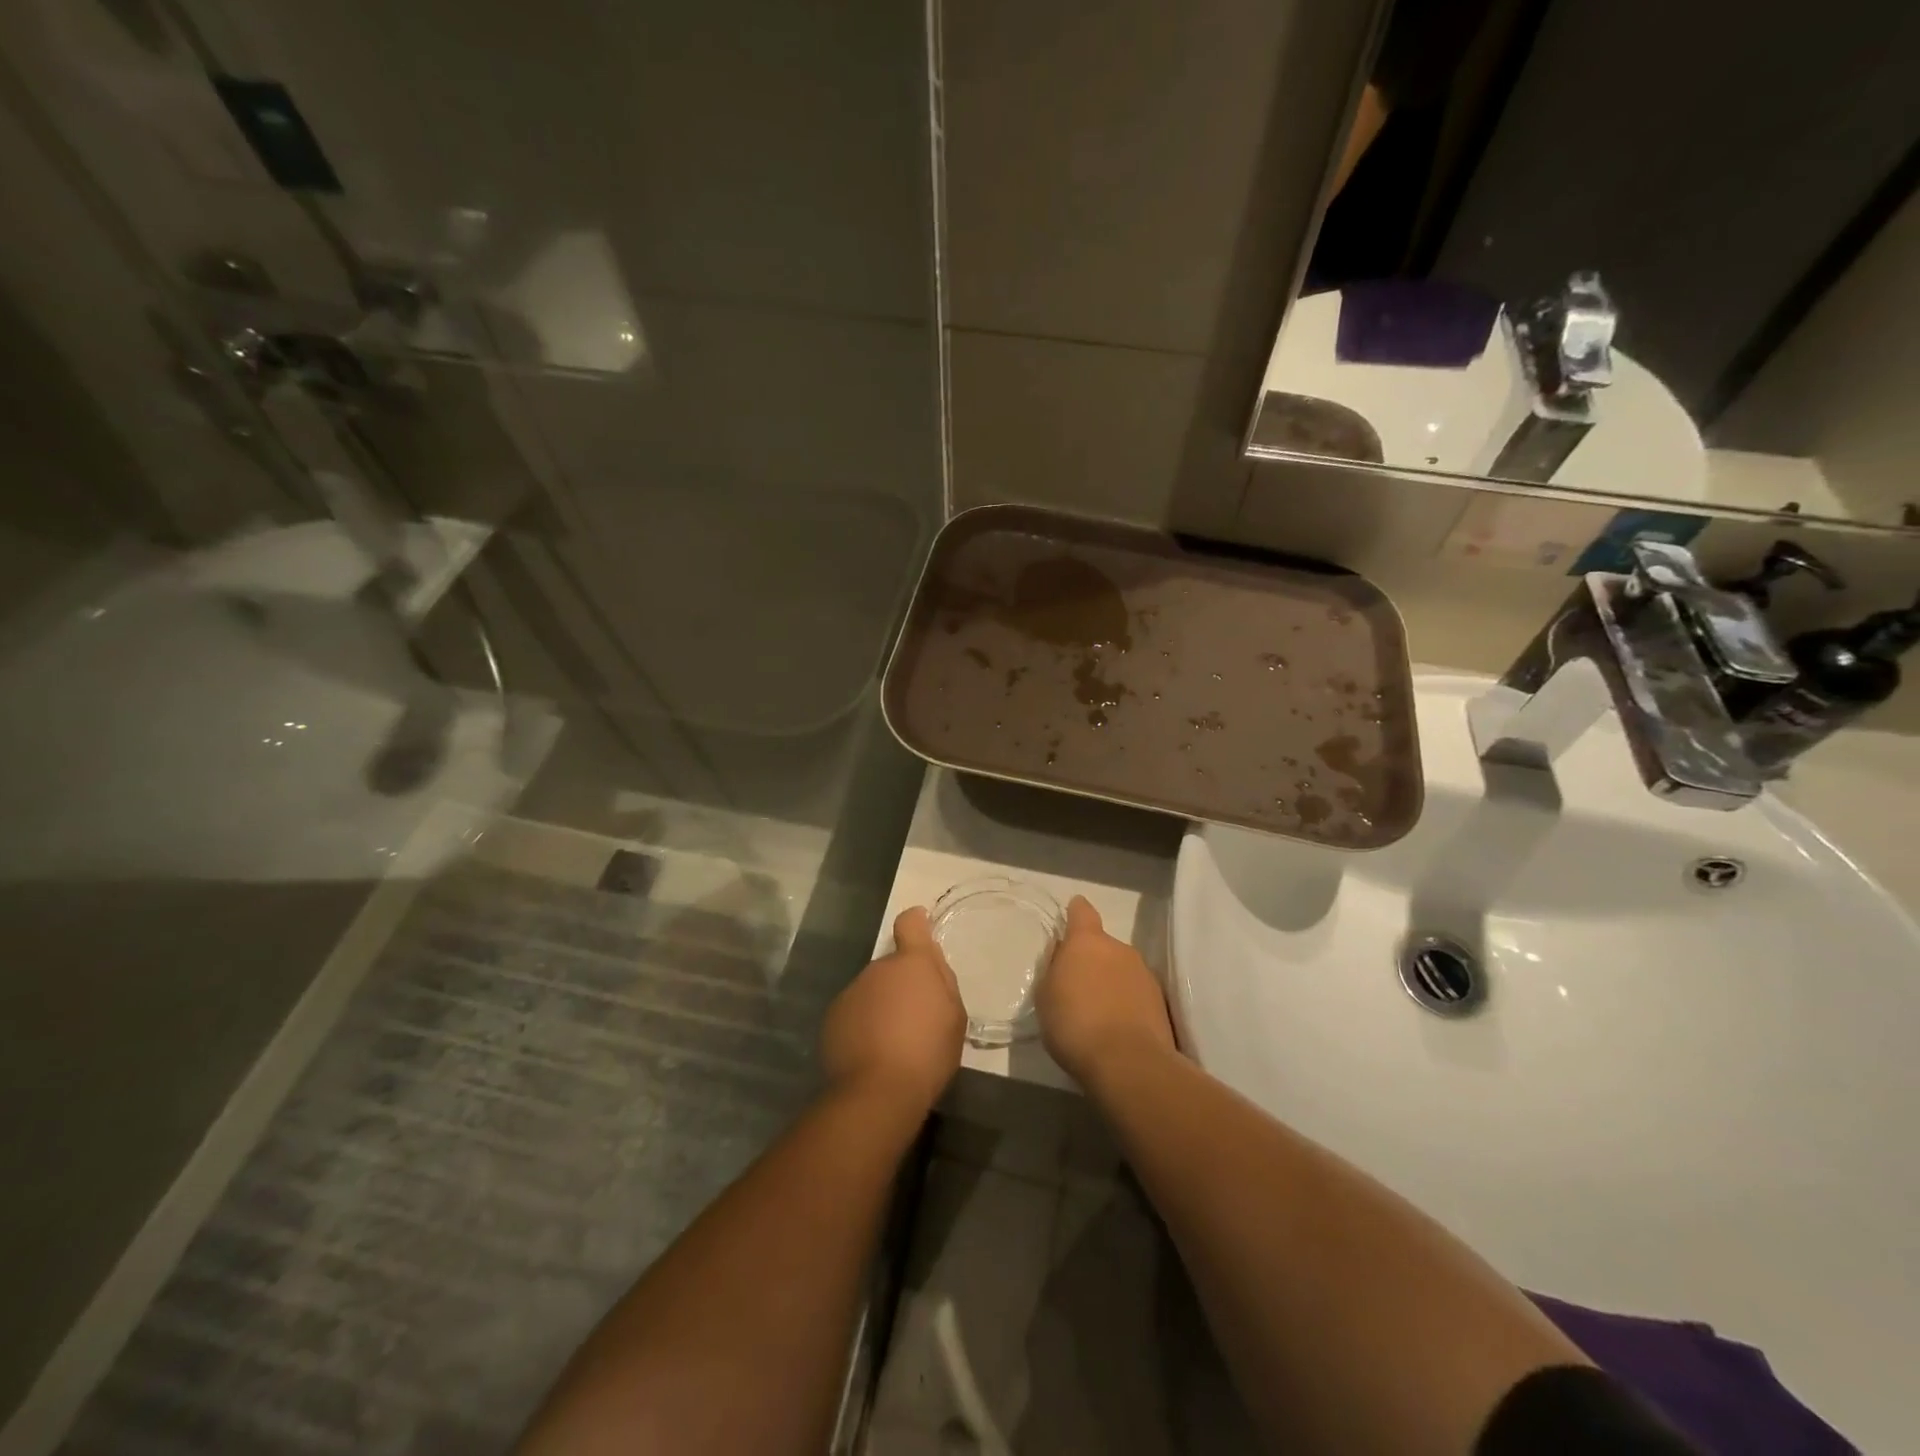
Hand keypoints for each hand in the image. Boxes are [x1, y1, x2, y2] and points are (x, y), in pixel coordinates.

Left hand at [820, 906, 965, 1114]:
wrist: (877, 1093)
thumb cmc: (928, 1052)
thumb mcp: (954, 1017)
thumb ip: (943, 982)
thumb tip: (930, 963)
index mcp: (912, 963)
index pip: (910, 924)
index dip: (916, 923)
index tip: (920, 928)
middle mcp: (878, 968)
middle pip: (892, 966)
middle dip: (902, 984)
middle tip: (916, 1018)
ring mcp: (852, 991)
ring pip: (872, 990)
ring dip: (882, 1005)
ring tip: (893, 1042)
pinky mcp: (833, 1017)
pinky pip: (855, 1012)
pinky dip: (863, 1025)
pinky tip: (872, 1053)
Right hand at [1037, 896, 1174, 1083]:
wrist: (1127, 1063)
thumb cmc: (1075, 1024)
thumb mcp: (1046, 996)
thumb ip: (1055, 970)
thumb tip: (1064, 959)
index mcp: (1087, 942)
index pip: (1082, 912)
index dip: (1075, 912)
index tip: (1072, 914)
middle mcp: (1120, 949)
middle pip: (1103, 945)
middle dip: (1093, 960)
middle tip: (1078, 987)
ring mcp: (1144, 974)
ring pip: (1122, 970)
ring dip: (1112, 983)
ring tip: (1099, 1014)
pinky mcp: (1161, 1003)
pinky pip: (1137, 995)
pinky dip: (1127, 1005)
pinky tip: (1117, 1029)